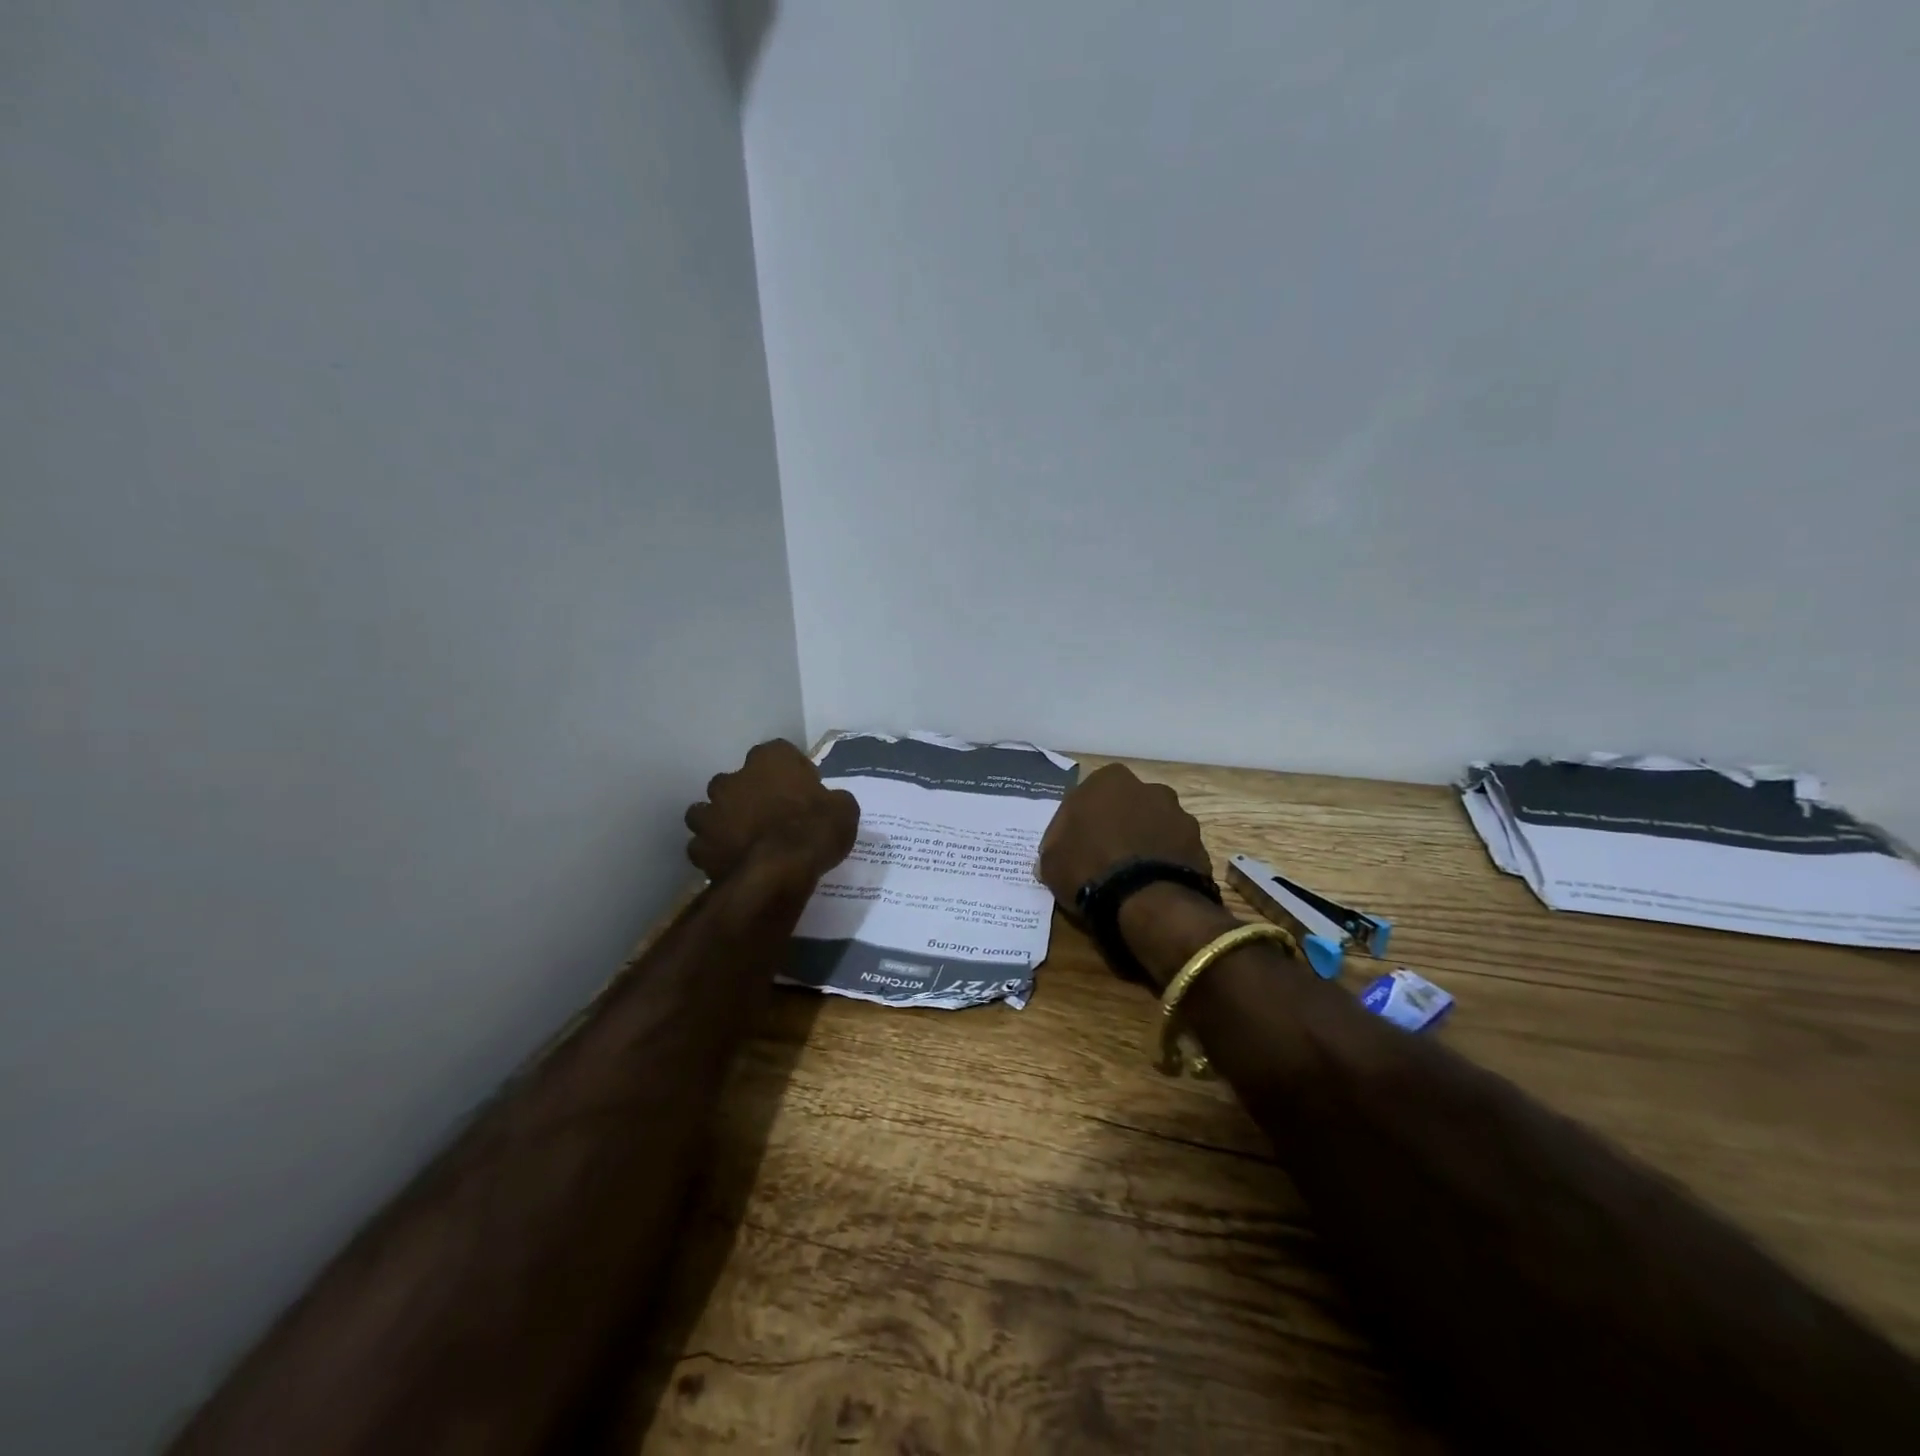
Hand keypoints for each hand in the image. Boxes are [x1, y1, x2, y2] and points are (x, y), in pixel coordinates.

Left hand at [684, 740, 859, 883]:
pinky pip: (703, 845)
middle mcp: (733, 777)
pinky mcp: (699, 845)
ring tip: (741, 839)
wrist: (779, 871)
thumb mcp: (844, 810)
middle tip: (769, 815)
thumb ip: (832, 799)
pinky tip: (729, 862)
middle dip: (748, 794)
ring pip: (709, 810)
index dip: (790, 772)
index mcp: (770, 759)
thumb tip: (831, 802)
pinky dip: (713, 851)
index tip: (802, 791)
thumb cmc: (816, 830)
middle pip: (737, 780)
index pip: (778, 753)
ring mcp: (711, 811)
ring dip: (722, 820)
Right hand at [1036, 763, 1212, 909]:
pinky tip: (1151, 884)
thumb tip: (1057, 852)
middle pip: (1126, 806)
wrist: (1146, 901)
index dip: (1078, 823)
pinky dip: (1164, 862)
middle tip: (1103, 858)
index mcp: (1109, 780)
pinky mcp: (1199, 844)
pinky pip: (1173, 850)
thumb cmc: (1089, 867)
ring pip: (1154, 826)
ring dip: (1144, 842)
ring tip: (1131, 875)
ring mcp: (1179, 815)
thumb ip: (1055, 845)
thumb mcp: (1051, 859)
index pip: (1086, 797)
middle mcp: (1149, 788)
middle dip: (1117, 826)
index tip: (1073, 847)